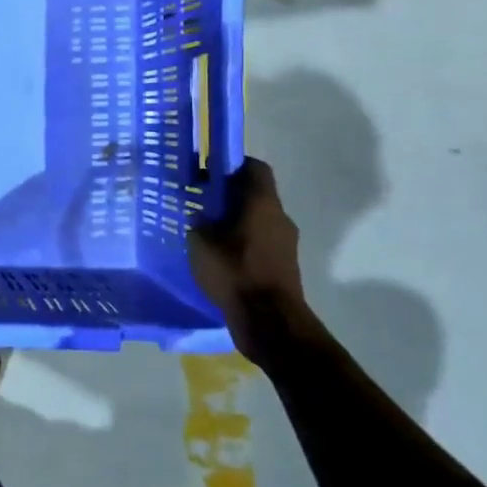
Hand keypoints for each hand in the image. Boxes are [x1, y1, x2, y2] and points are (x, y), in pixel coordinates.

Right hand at [188, 158, 320, 368]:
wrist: (269, 321)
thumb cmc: (235, 271)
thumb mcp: (201, 241)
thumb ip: (199, 221)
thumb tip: (201, 213)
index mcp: (263, 203)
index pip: (255, 168)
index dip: (232, 165)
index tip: (208, 171)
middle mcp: (279, 218)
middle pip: (255, 195)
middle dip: (228, 196)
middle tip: (200, 202)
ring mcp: (286, 244)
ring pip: (258, 220)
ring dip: (235, 221)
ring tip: (206, 233)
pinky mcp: (284, 266)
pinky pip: (260, 243)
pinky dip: (242, 243)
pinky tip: (219, 257)